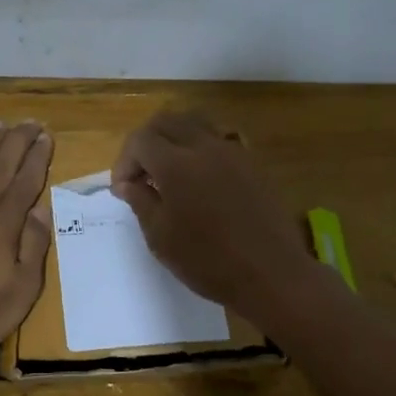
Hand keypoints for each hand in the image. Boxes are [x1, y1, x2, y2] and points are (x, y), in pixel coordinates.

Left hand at [0, 121, 53, 355]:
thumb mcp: (23, 288)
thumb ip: (33, 244)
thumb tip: (42, 207)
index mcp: (4, 222)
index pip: (26, 180)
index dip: (38, 156)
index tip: (47, 135)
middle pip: (1, 164)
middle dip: (18, 140)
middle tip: (31, 121)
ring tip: (0, 125)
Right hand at [111, 110, 316, 317]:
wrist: (272, 274)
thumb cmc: (208, 261)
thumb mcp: (160, 237)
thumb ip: (140, 201)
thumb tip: (128, 183)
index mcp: (176, 164)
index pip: (140, 140)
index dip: (124, 161)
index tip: (123, 190)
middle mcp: (204, 146)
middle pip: (166, 121)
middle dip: (146, 143)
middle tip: (141, 175)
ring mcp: (233, 152)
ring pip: (195, 123)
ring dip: (174, 139)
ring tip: (170, 171)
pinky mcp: (252, 163)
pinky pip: (219, 139)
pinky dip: (200, 148)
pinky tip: (201, 180)